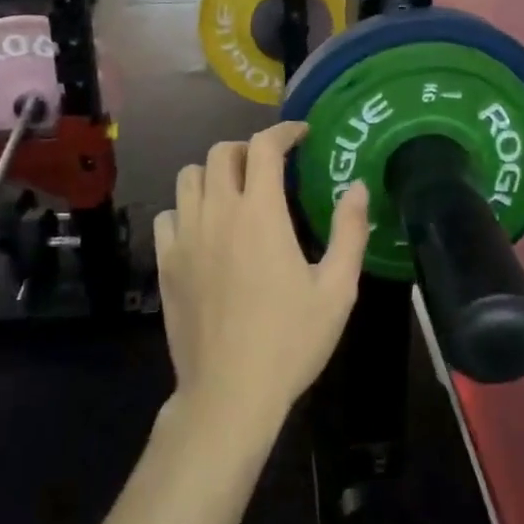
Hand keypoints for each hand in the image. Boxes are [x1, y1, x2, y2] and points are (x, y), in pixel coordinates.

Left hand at [154, 122, 370, 438]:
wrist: (230, 393)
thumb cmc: (290, 341)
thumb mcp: (337, 289)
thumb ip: (349, 231)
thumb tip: (358, 187)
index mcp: (260, 214)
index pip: (263, 147)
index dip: (283, 131)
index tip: (300, 135)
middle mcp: (217, 213)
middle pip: (221, 153)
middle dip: (248, 148)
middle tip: (270, 166)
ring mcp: (185, 237)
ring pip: (189, 177)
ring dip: (214, 173)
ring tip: (235, 192)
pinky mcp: (165, 263)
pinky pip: (168, 215)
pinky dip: (186, 208)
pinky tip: (205, 228)